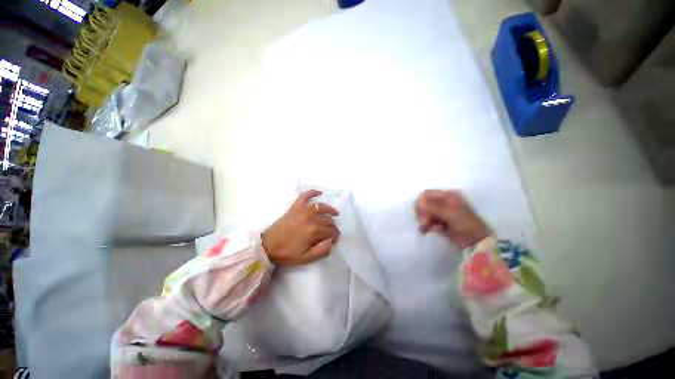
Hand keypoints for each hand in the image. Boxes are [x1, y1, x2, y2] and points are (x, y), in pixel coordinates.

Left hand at [262, 190, 339, 264]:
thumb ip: (322, 251)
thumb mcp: (306, 258)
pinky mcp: (295, 207)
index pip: (331, 231)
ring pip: (321, 207)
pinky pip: (305, 196)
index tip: (335, 239)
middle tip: (333, 232)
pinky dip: (312, 192)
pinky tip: (319, 192)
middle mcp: (311, 218)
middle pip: (328, 220)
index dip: (335, 236)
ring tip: (335, 214)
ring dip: (330, 210)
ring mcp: (303, 210)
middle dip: (333, 226)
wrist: (268, 246)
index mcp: (314, 231)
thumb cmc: (287, 253)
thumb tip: (331, 241)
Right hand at [415, 190, 491, 248]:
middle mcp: (443, 202)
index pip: (426, 194)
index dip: (420, 202)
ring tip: (425, 228)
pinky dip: (427, 226)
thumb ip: (432, 207)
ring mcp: (442, 212)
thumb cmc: (466, 224)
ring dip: (424, 221)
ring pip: (425, 213)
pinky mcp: (440, 222)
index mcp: (447, 196)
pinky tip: (429, 231)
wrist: (477, 243)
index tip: (420, 213)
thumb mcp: (450, 213)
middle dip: (422, 213)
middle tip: (424, 222)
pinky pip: (428, 221)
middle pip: (424, 203)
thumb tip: (417, 203)